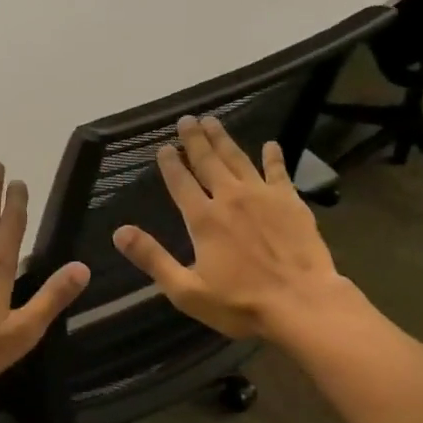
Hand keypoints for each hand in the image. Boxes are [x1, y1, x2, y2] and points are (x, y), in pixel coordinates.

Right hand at [112, 117, 361, 342]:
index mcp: (203, 219)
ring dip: (223, 139)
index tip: (163, 146)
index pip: (180, 182)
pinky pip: (278, 172)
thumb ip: (153, 258)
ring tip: (213, 121)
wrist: (302, 303)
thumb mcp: (186, 290)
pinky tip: (270, 145)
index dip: (170, 163)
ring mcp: (263, 196)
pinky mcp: (290, 202)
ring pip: (238, 159)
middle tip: (186, 119)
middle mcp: (230, 198)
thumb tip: (119, 232)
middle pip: (208, 161)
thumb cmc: (240, 303)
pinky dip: (273, 157)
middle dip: (195, 139)